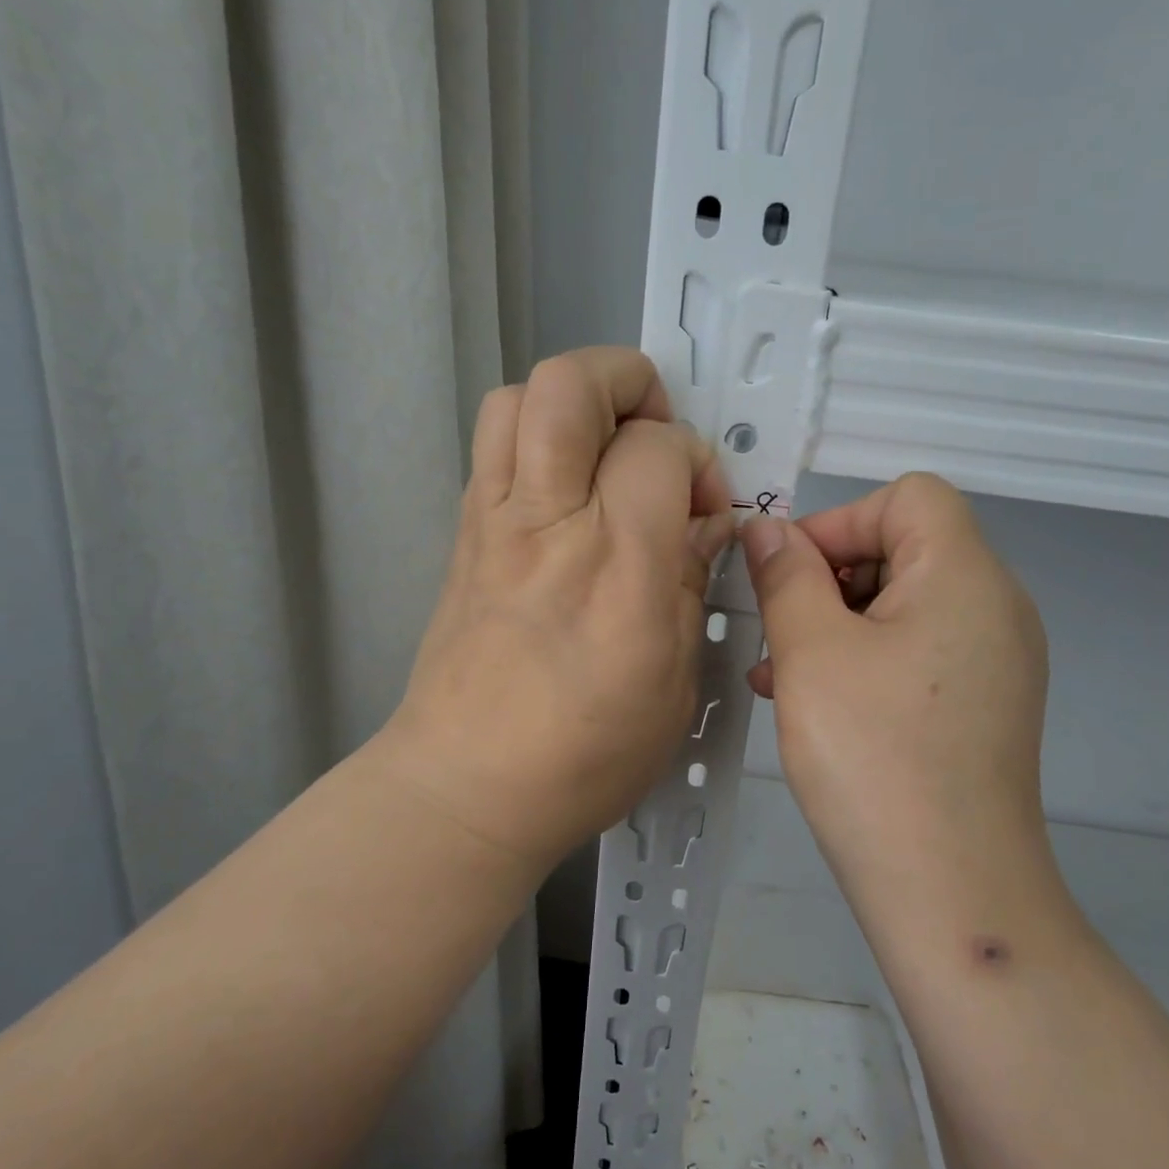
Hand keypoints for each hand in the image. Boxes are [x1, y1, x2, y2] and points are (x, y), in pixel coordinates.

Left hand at [377, 347, 734, 873]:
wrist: (466, 788)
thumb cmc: (585, 752)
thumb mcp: (675, 679)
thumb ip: (691, 580)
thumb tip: (705, 519)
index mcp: (617, 566)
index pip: (659, 447)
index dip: (695, 460)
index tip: (703, 508)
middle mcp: (548, 524)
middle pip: (569, 385)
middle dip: (626, 380)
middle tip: (653, 434)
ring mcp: (493, 523)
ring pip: (517, 398)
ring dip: (572, 401)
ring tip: (605, 452)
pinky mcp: (463, 536)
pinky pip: (494, 448)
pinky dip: (537, 441)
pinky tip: (567, 496)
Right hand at [741, 473, 1058, 916]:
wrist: (952, 891)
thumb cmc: (873, 756)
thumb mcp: (811, 653)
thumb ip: (787, 576)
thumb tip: (769, 529)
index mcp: (965, 576)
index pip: (907, 497)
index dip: (839, 521)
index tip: (788, 576)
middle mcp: (995, 607)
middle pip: (904, 549)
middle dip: (829, 579)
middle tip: (777, 632)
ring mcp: (995, 660)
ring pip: (902, 606)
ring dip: (836, 624)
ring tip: (778, 675)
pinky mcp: (983, 704)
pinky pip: (916, 652)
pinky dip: (864, 659)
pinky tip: (813, 702)